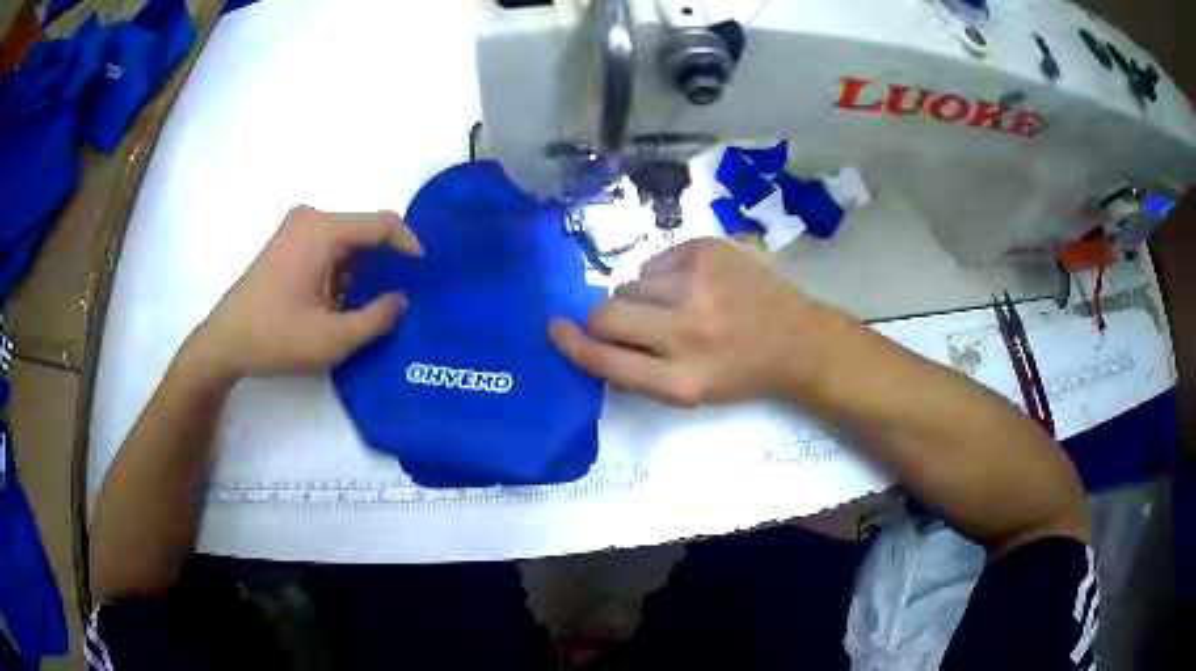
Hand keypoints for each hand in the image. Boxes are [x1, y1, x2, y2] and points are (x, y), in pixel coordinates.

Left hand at [186, 205, 422, 378]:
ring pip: (348, 242)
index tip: (424, 280)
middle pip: (365, 232)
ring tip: (377, 306)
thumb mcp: (333, 338)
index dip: (410, 248)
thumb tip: (402, 300)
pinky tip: (346, 303)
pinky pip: (329, 249)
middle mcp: (310, 218)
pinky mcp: (287, 244)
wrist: (223, 343)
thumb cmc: (274, 338)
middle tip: (404, 298)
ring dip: (364, 271)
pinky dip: (344, 272)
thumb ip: (377, 318)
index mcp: (322, 229)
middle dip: (387, 263)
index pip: (383, 223)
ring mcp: (296, 229)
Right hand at [549, 238, 840, 406]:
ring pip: (631, 282)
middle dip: (607, 318)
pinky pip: (655, 259)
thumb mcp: (691, 391)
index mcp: (682, 378)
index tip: (556, 329)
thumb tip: (589, 335)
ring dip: (644, 296)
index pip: (606, 360)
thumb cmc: (740, 371)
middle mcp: (687, 329)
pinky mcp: (708, 249)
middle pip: (607, 312)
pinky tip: (699, 285)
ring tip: (682, 305)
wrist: (798, 339)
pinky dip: (666, 274)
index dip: (573, 345)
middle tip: (638, 324)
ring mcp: (698, 282)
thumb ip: (638, 370)